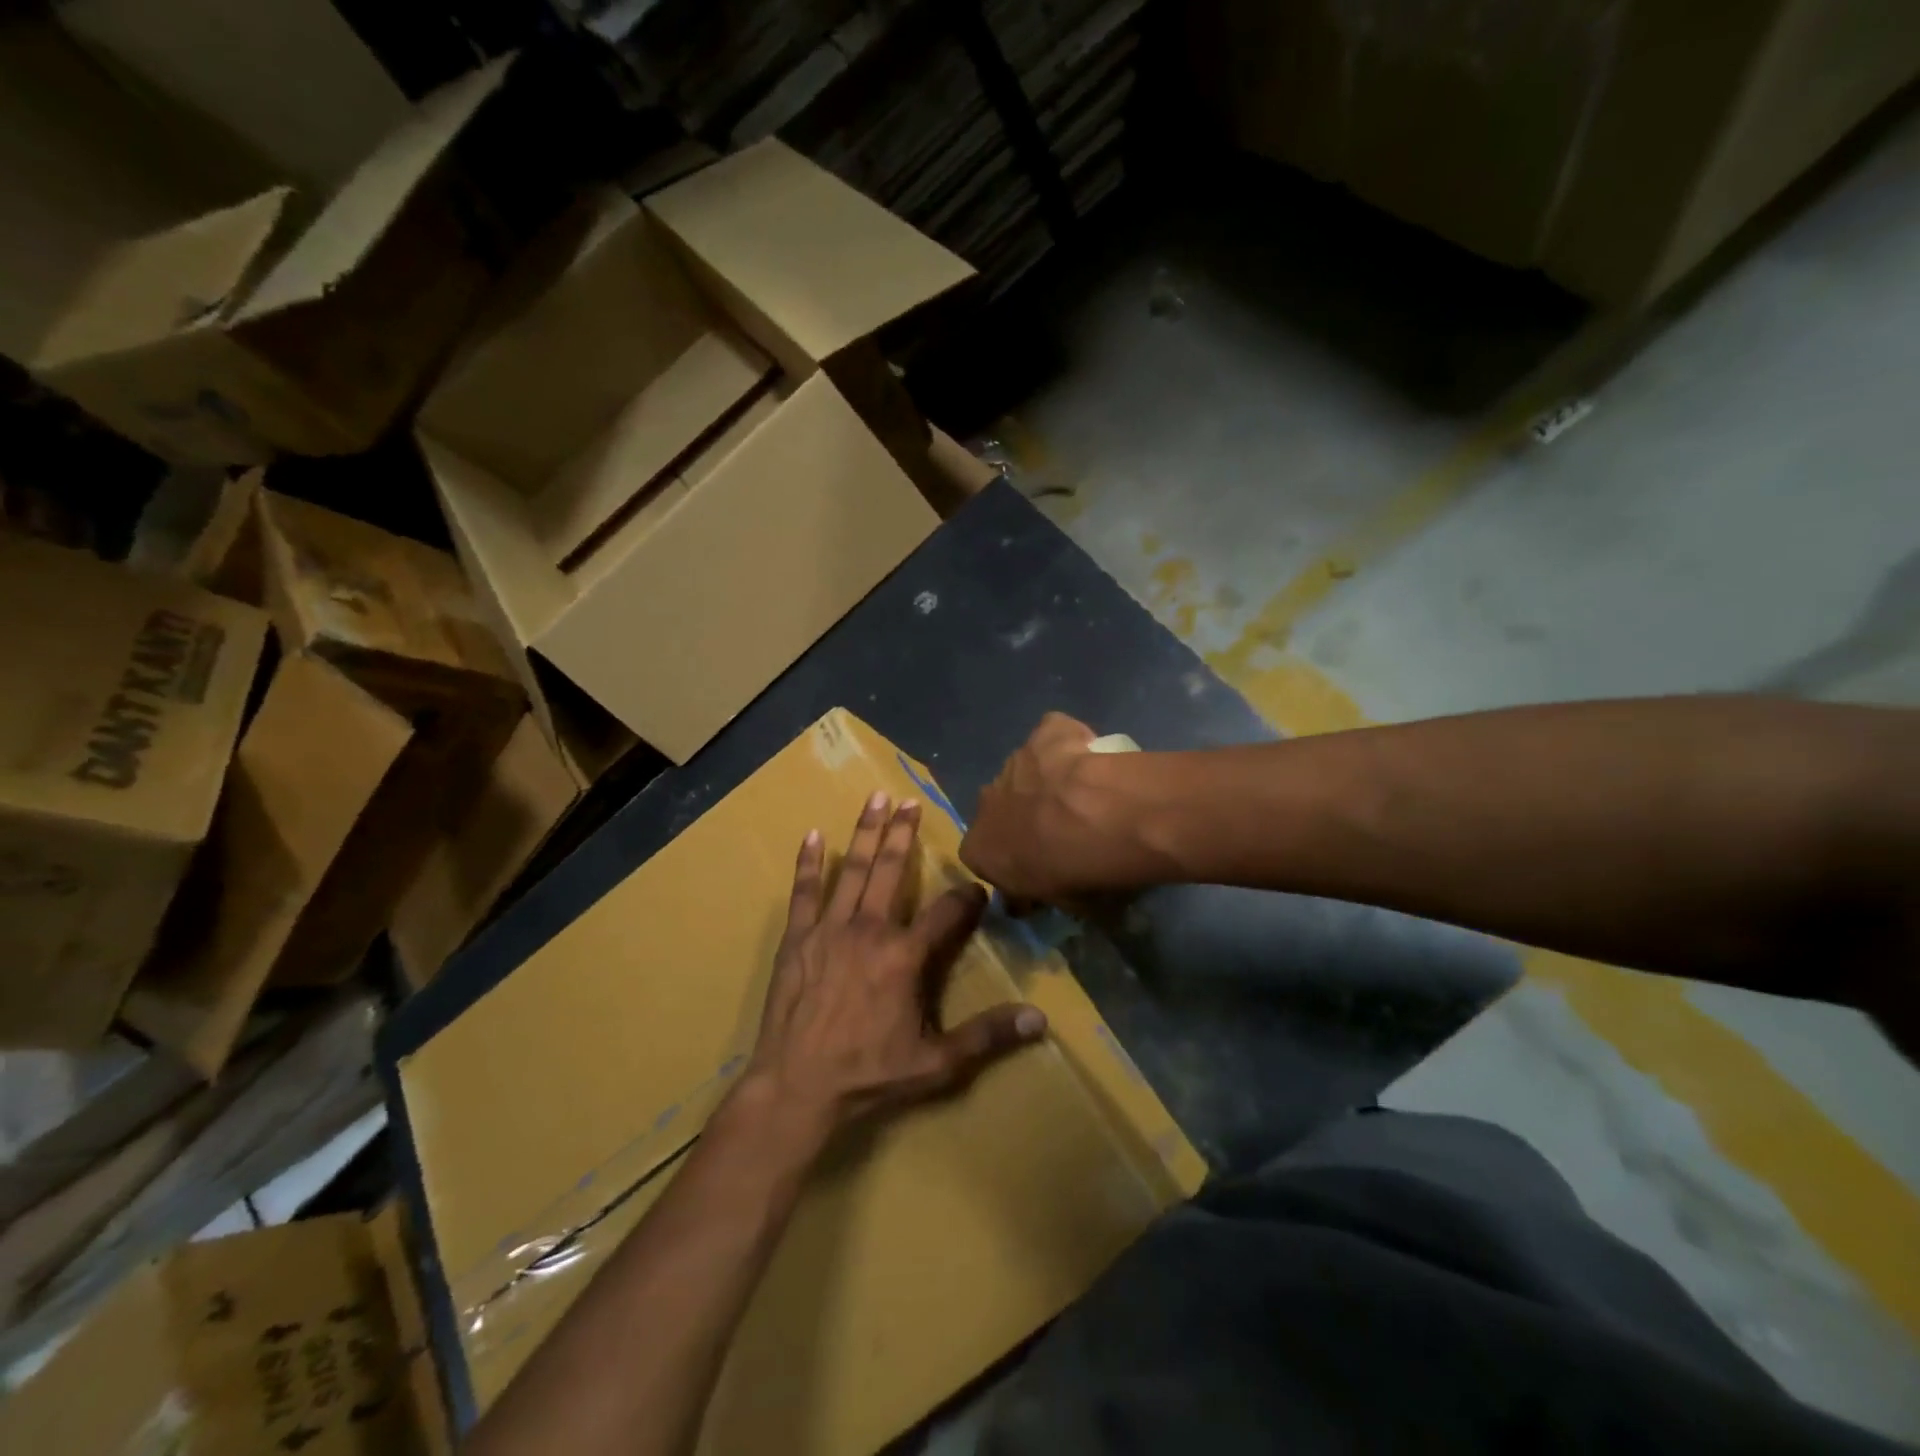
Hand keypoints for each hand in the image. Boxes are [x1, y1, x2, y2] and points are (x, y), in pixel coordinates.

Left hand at [738, 791, 1047, 1145]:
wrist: (796, 1088)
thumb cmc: (868, 1075)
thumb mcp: (937, 1064)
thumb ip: (988, 1036)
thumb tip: (1040, 1019)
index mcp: (905, 956)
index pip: (946, 913)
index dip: (966, 897)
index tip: (977, 888)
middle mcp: (869, 931)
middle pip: (891, 872)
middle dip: (903, 834)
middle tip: (910, 801)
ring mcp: (830, 930)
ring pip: (853, 871)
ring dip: (866, 833)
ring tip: (875, 799)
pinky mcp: (798, 939)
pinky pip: (804, 892)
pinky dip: (809, 863)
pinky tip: (814, 835)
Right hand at [961, 713, 1147, 908]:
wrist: (1106, 818)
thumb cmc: (1080, 874)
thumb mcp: (1066, 904)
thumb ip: (1048, 895)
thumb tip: (1044, 895)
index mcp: (980, 849)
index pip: (982, 857)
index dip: (1009, 861)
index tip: (1036, 868)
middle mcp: (987, 802)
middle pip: (1000, 809)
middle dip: (1023, 817)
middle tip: (1063, 831)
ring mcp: (1015, 762)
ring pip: (1025, 772)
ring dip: (1046, 783)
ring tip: (1086, 796)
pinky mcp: (1045, 732)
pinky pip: (1053, 735)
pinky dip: (1068, 743)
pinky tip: (1092, 756)